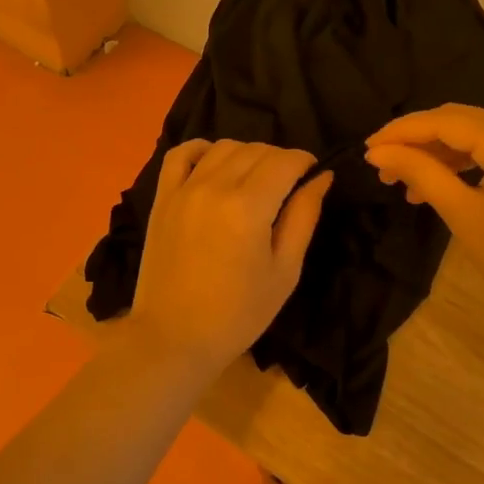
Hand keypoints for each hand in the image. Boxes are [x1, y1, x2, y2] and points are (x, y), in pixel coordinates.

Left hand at [122, 140, 333, 373]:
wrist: (174, 336)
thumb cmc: (239, 313)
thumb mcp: (284, 271)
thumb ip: (304, 217)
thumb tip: (321, 177)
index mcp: (249, 206)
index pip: (285, 161)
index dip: (306, 161)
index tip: (313, 175)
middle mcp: (215, 186)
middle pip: (256, 149)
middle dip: (281, 159)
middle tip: (289, 184)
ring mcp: (184, 189)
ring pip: (223, 147)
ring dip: (247, 154)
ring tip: (255, 179)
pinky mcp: (162, 197)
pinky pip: (180, 154)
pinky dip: (201, 149)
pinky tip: (214, 163)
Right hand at [365, 105, 483, 334]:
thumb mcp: (465, 215)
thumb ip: (421, 174)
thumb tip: (378, 152)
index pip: (446, 121)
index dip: (402, 131)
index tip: (366, 149)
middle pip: (459, 121)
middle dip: (416, 140)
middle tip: (380, 165)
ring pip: (473, 136)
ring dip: (436, 153)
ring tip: (402, 182)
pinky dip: (460, 164)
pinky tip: (435, 185)